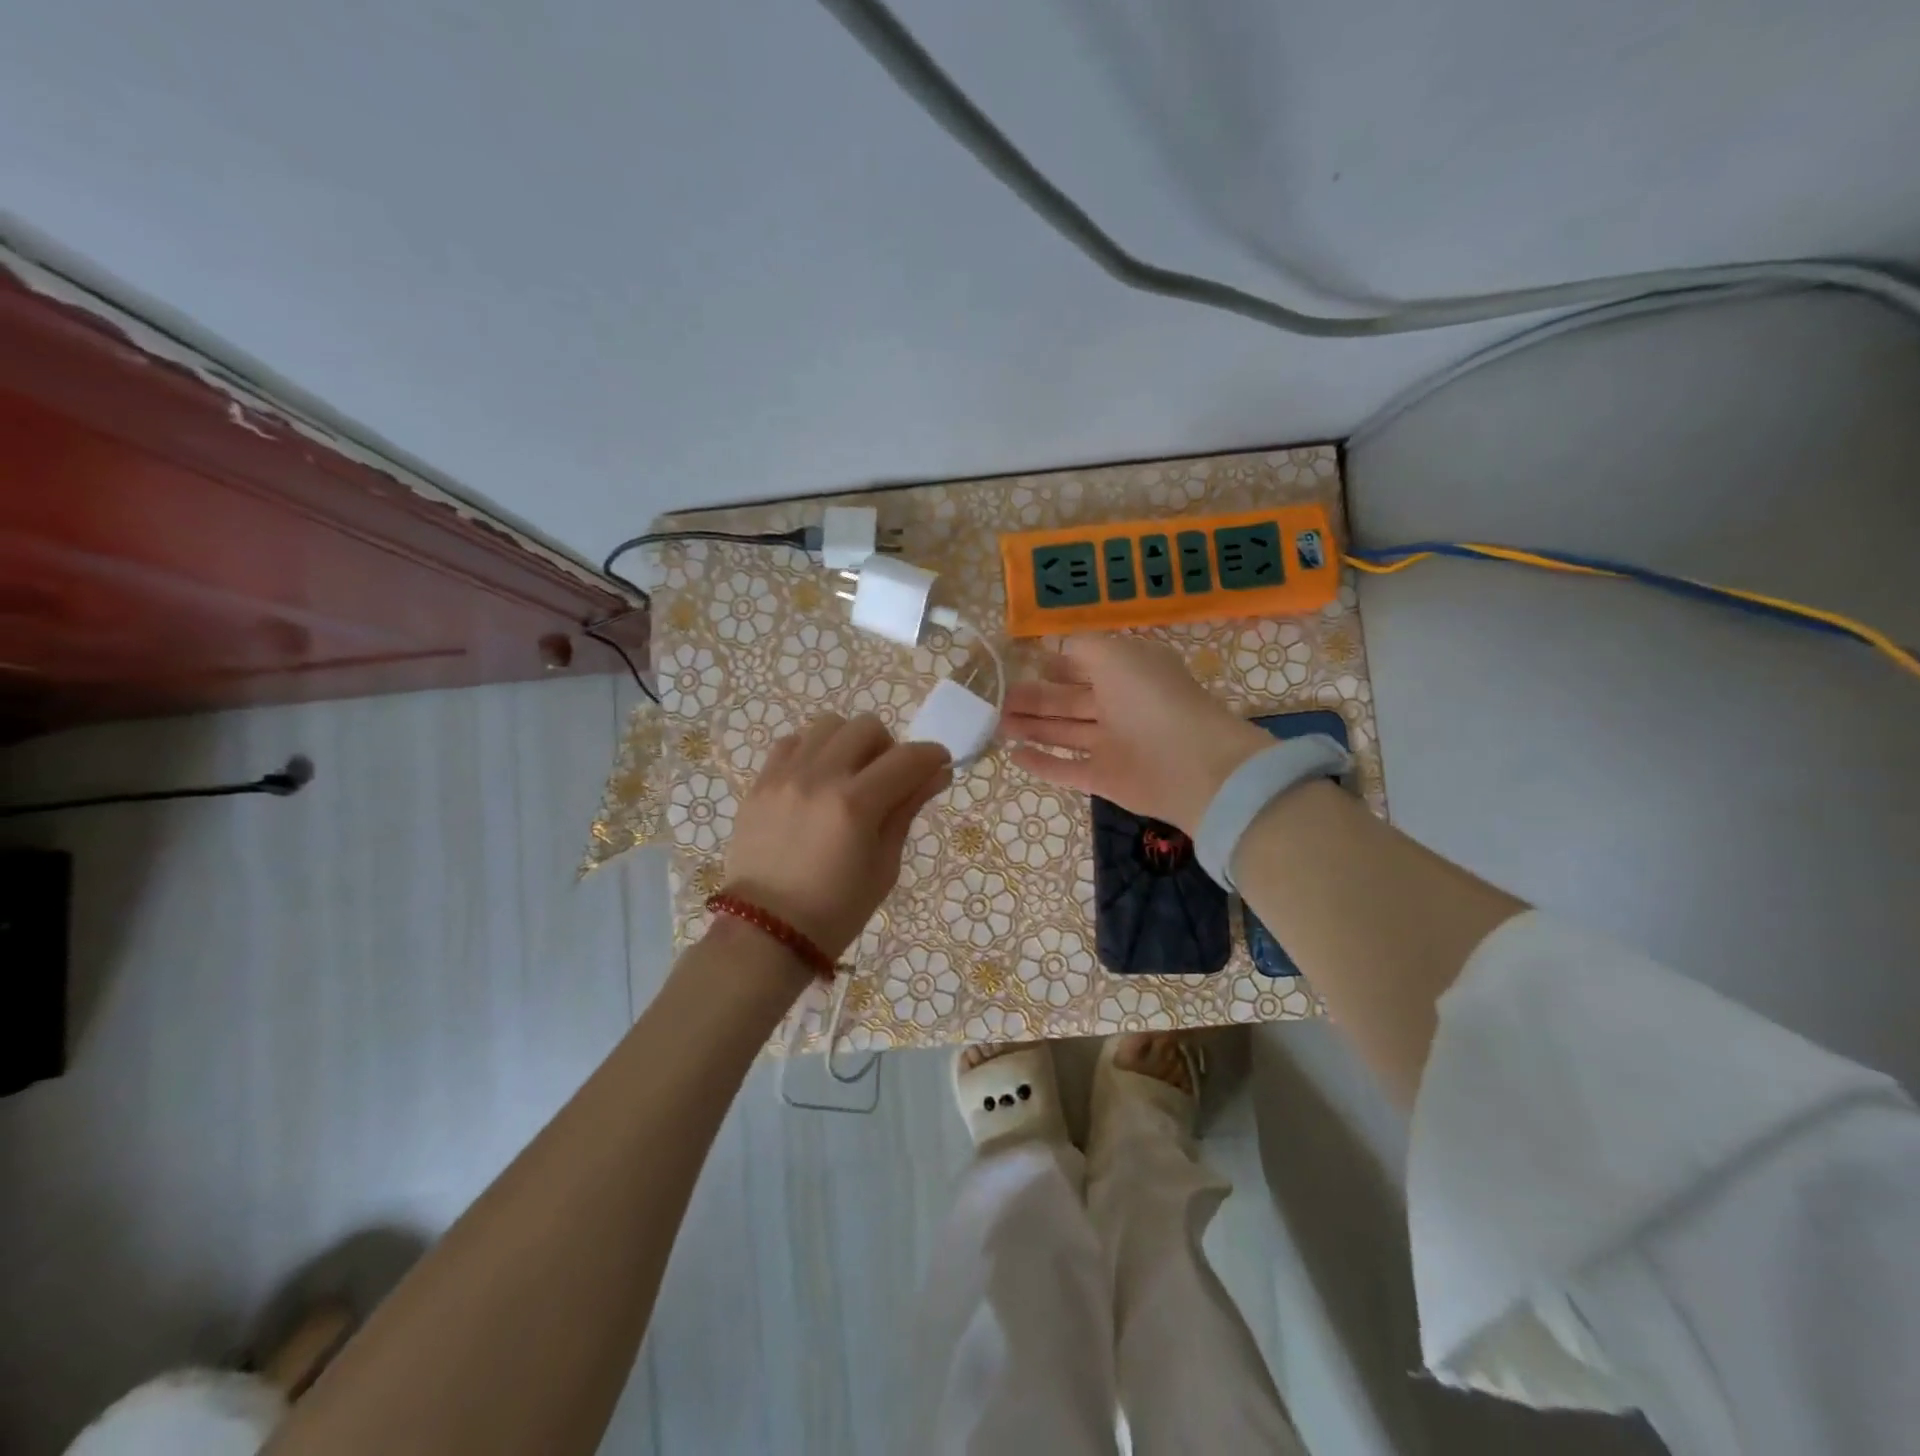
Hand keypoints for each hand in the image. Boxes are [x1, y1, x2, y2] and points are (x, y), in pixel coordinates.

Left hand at [724, 713, 951, 959]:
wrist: (766, 932)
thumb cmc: (837, 910)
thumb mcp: (884, 866)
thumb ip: (907, 810)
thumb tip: (937, 773)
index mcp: (855, 805)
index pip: (907, 758)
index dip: (932, 756)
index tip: (939, 764)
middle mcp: (819, 778)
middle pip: (866, 727)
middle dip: (889, 747)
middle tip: (889, 778)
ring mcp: (784, 776)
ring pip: (828, 725)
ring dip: (849, 742)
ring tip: (849, 774)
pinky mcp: (760, 783)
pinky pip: (792, 742)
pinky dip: (813, 750)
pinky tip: (816, 778)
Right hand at [998, 634, 1269, 832]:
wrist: (1192, 765)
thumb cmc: (1151, 698)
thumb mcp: (1116, 655)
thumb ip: (1084, 649)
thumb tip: (1059, 651)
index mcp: (1128, 672)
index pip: (1086, 665)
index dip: (1056, 665)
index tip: (1021, 665)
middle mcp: (1120, 706)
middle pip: (1069, 701)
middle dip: (1034, 698)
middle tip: (996, 699)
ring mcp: (1113, 744)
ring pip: (1064, 733)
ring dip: (1031, 727)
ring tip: (996, 723)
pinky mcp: (1105, 778)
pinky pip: (1067, 769)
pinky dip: (1042, 763)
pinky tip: (1014, 756)